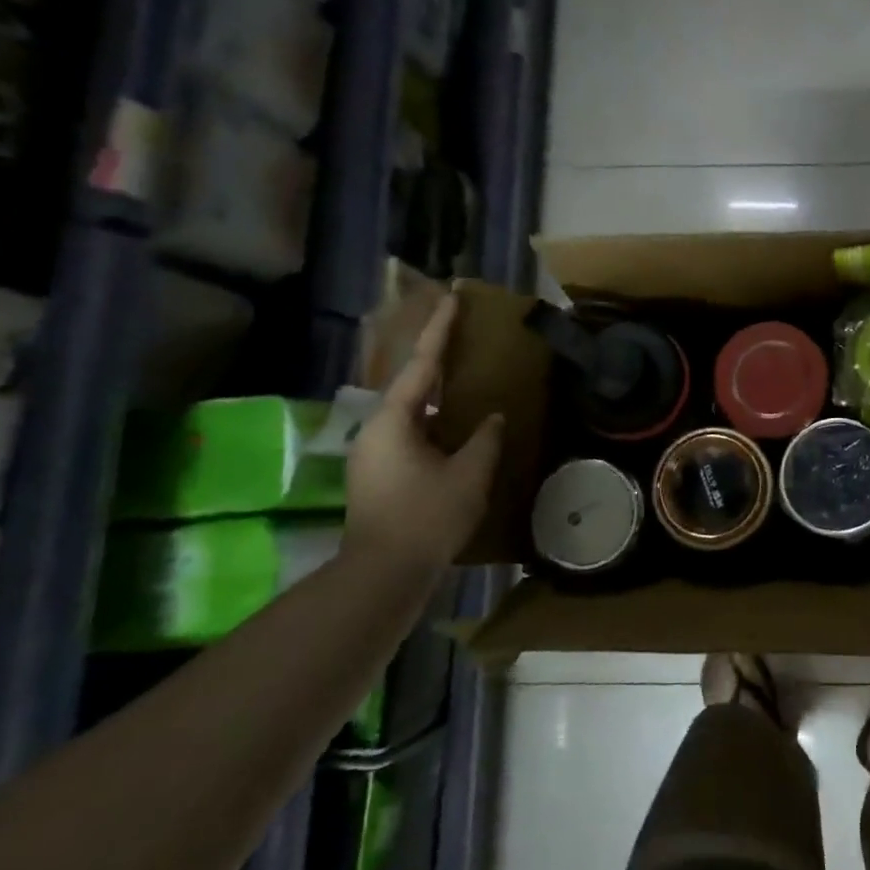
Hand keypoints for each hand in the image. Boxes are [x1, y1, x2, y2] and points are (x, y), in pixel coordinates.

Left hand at [343, 294, 502, 572]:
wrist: (383, 572)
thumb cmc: (427, 516)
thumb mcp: (469, 474)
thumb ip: (485, 439)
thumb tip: (494, 418)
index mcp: (394, 419)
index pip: (423, 364)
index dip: (440, 330)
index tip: (451, 298)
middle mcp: (377, 428)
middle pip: (410, 381)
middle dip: (434, 355)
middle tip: (459, 330)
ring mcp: (375, 452)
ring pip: (410, 408)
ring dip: (435, 390)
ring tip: (462, 373)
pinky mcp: (380, 472)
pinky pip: (410, 430)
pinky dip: (433, 417)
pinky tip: (455, 422)